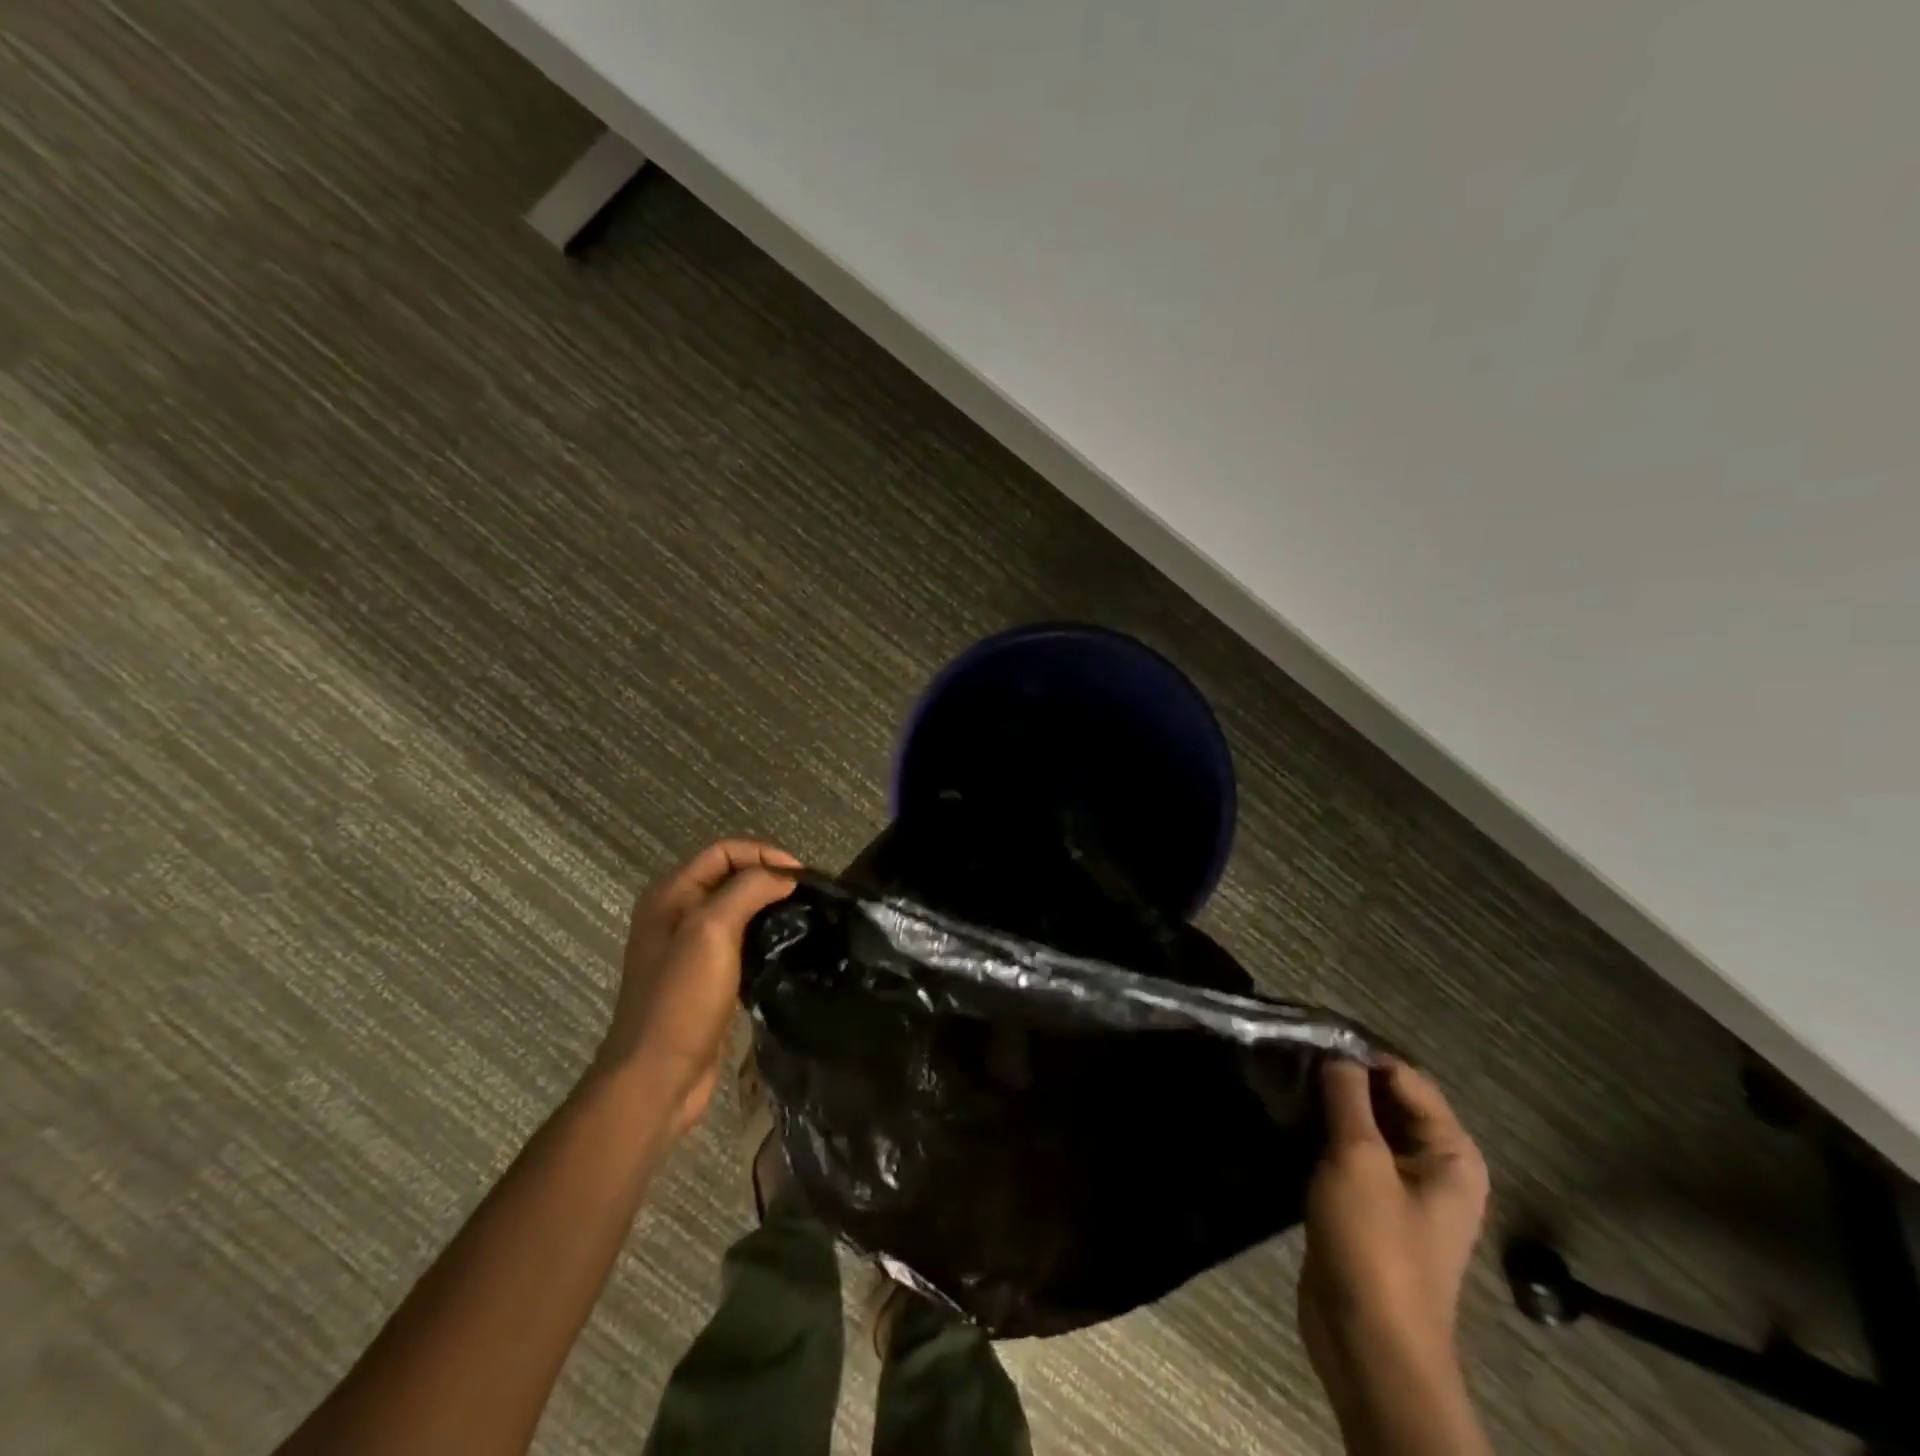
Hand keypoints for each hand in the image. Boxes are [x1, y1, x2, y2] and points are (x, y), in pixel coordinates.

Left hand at [596, 839, 799, 1134]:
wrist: (657, 1079)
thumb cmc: (681, 1000)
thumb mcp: (712, 931)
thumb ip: (748, 891)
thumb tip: (785, 875)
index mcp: (670, 895)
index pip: (724, 851)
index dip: (764, 854)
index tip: (802, 876)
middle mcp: (676, 914)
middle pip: (731, 877)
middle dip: (770, 877)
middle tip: (809, 895)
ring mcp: (689, 948)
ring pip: (737, 910)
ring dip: (770, 907)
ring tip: (806, 916)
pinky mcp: (705, 978)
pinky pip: (739, 942)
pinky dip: (764, 936)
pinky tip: (788, 947)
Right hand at [1299, 1058, 1489, 1449]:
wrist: (1368, 1343)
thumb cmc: (1374, 1246)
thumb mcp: (1359, 1160)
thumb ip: (1348, 1097)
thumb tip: (1337, 1050)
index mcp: (1450, 1153)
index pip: (1406, 1077)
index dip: (1360, 1053)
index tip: (1308, 1034)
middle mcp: (1433, 1164)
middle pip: (1387, 1098)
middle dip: (1342, 1075)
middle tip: (1290, 1051)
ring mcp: (1400, 1186)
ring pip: (1363, 1124)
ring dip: (1329, 1102)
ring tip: (1283, 1075)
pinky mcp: (1367, 1203)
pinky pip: (1348, 1150)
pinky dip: (1322, 1130)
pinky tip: (1288, 1113)